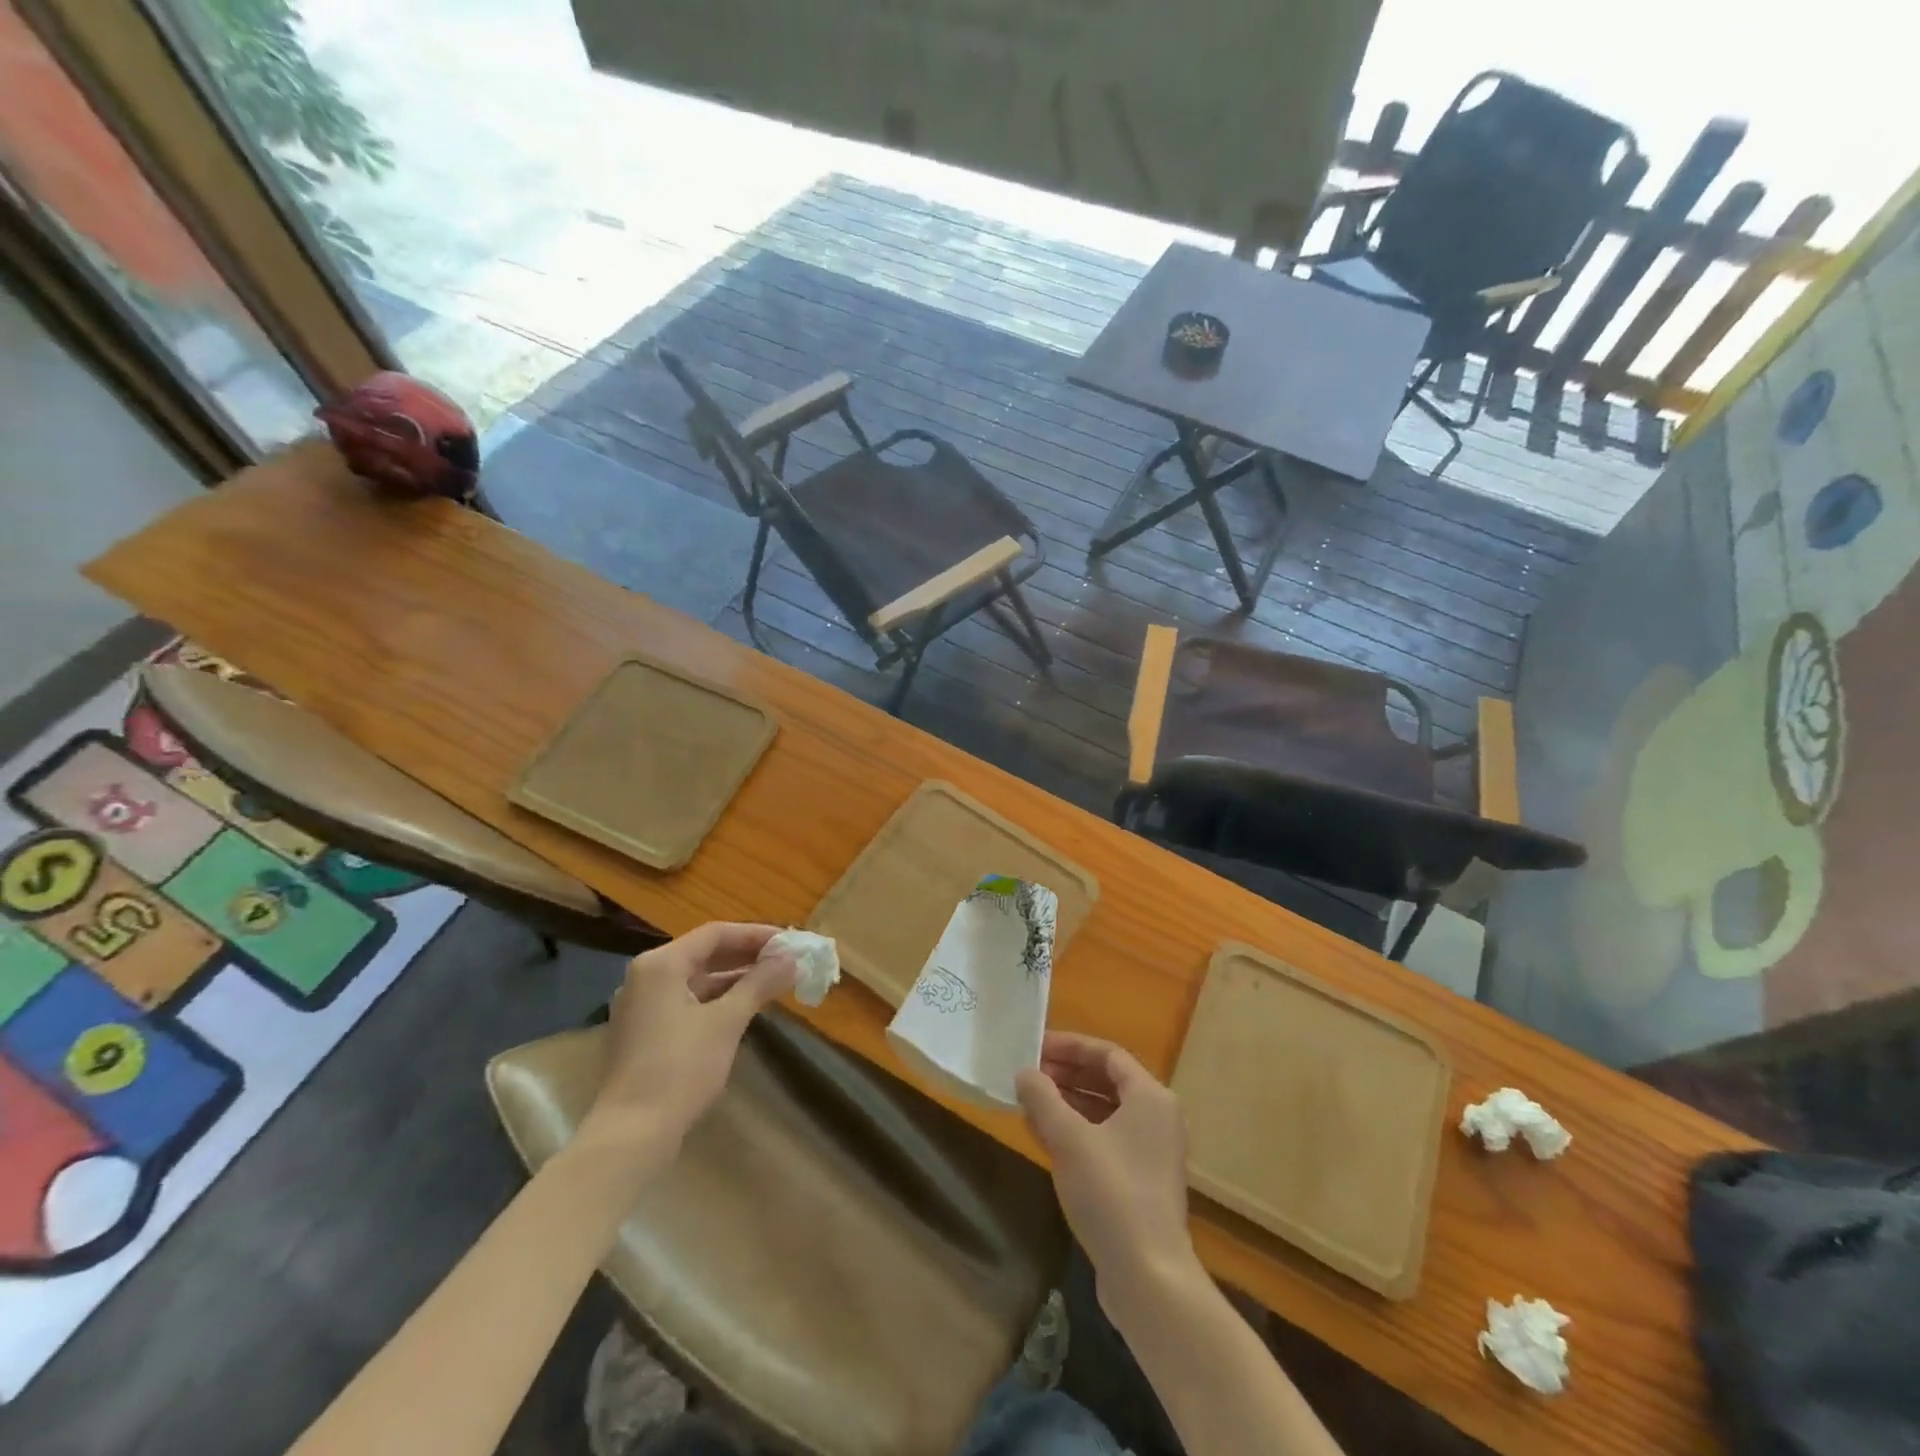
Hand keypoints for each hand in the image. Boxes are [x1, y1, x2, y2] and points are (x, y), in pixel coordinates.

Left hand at [583, 923, 795, 1151]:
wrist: (631, 1134)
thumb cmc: (681, 1069)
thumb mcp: (727, 1022)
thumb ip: (759, 983)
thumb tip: (792, 959)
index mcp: (661, 964)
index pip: (715, 934)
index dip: (756, 935)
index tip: (790, 943)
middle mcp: (646, 976)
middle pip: (704, 953)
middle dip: (747, 956)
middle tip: (786, 960)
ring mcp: (641, 1005)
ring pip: (695, 979)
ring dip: (734, 978)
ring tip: (773, 982)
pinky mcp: (643, 1031)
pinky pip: (686, 1000)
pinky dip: (715, 998)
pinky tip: (743, 1007)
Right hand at [1015, 1032, 1198, 1303]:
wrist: (1149, 1278)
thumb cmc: (1111, 1193)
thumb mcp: (1069, 1139)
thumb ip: (1043, 1098)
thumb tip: (1024, 1073)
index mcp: (1150, 1097)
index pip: (1107, 1054)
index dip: (1070, 1046)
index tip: (1036, 1047)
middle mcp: (1157, 1117)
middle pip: (1108, 1080)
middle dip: (1067, 1073)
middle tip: (1029, 1073)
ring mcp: (1152, 1151)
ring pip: (1105, 1111)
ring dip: (1068, 1102)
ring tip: (1030, 1101)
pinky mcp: (1142, 1181)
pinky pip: (1106, 1138)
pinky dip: (1078, 1130)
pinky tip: (1045, 1135)